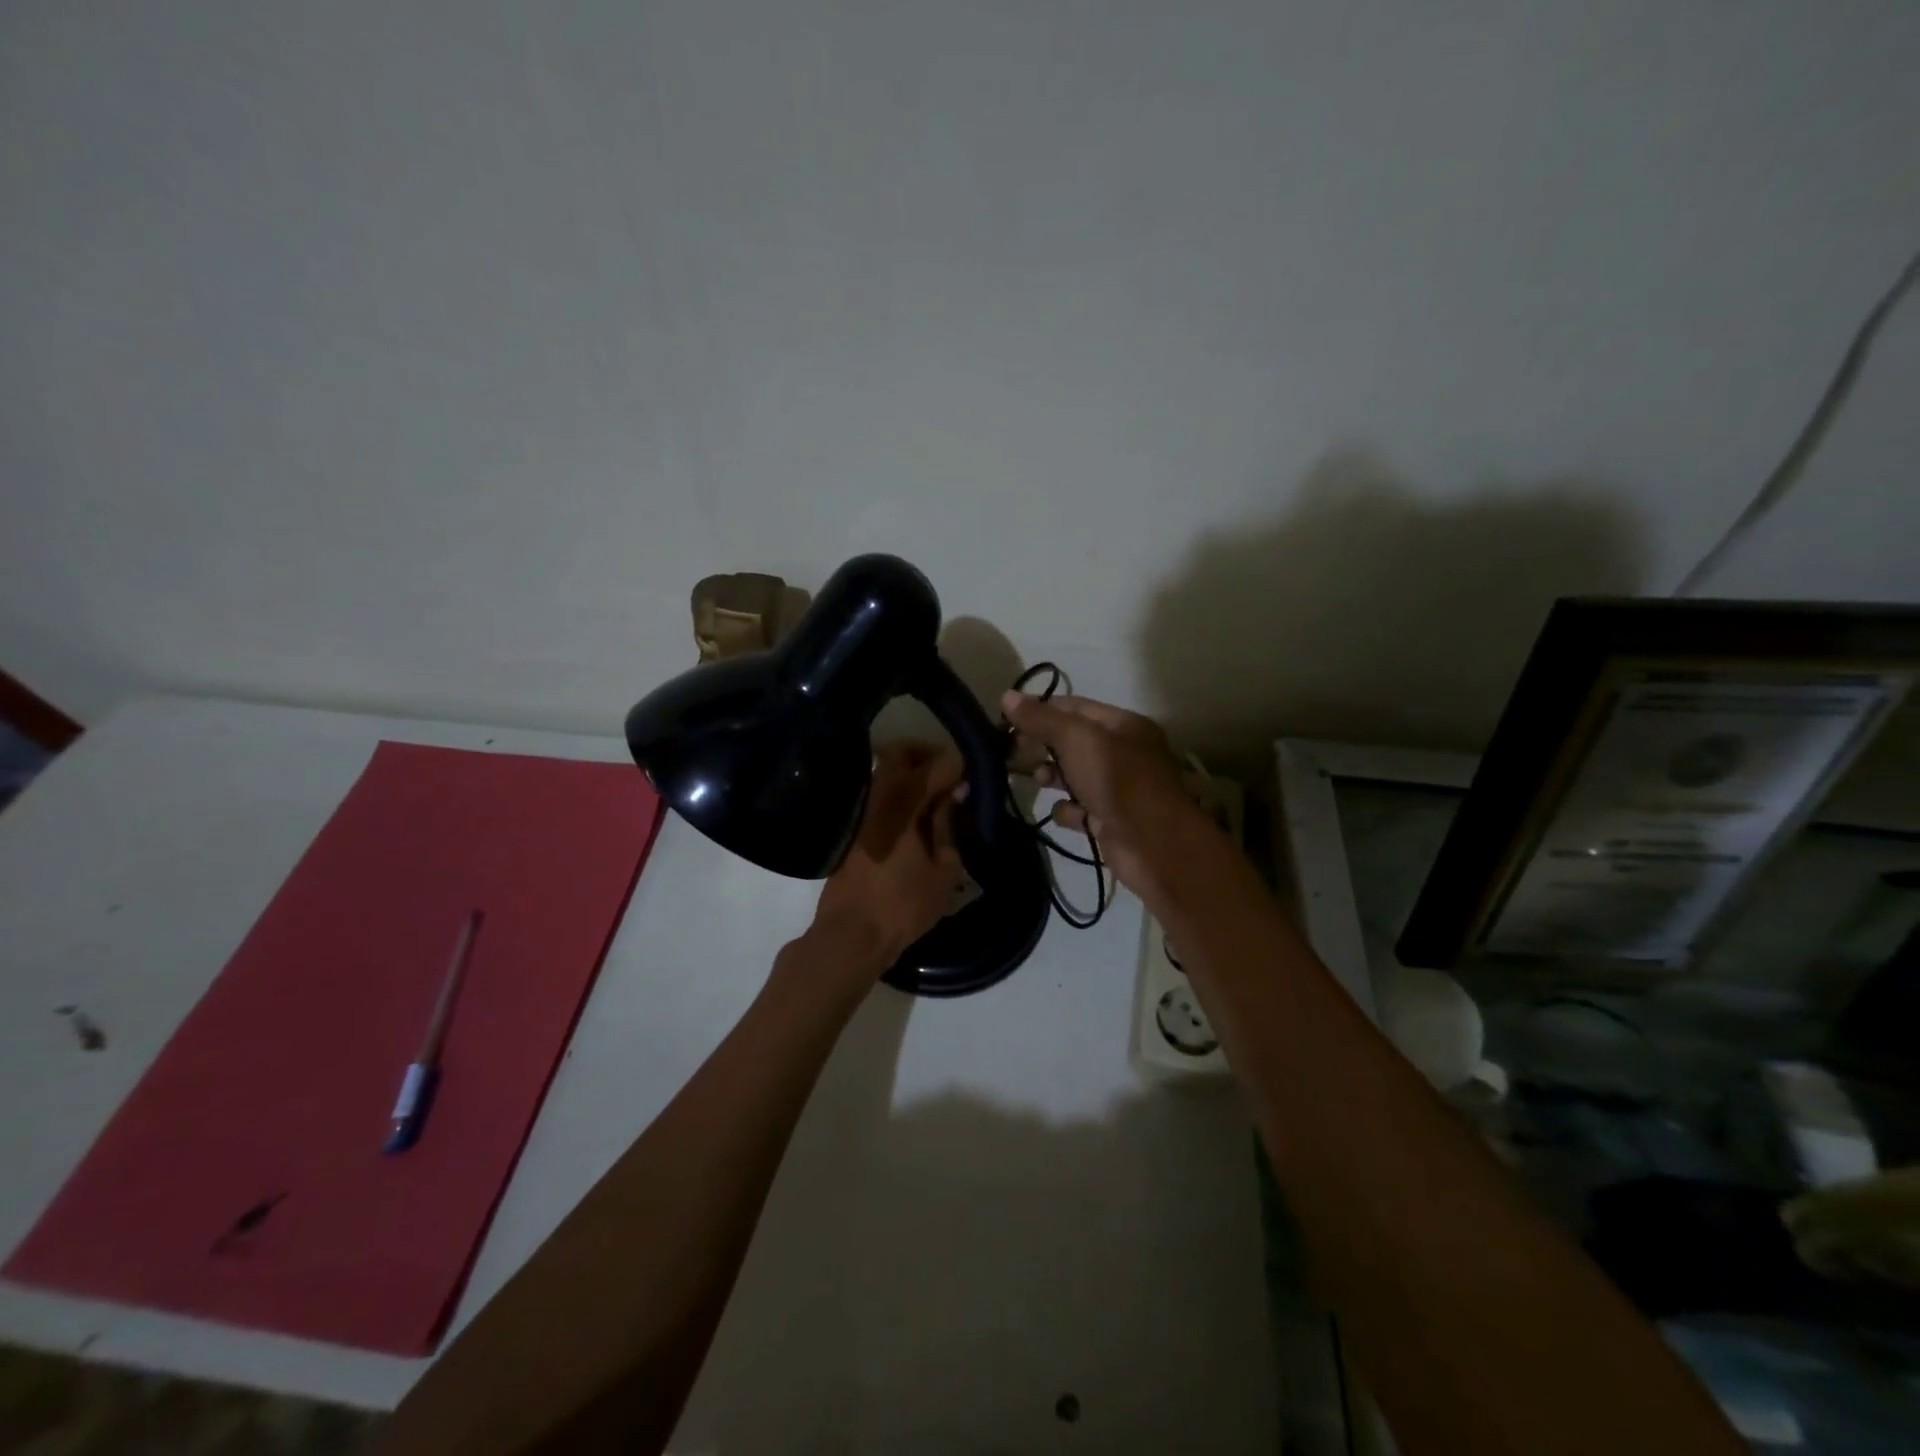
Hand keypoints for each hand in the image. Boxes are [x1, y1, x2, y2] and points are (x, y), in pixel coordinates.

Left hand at [800, 741, 968, 984]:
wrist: (851, 934)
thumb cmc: (904, 906)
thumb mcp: (944, 870)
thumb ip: (949, 826)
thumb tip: (955, 794)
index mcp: (906, 801)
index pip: (938, 763)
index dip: (959, 763)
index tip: (972, 772)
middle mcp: (879, 794)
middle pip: (902, 752)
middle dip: (928, 754)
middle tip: (950, 775)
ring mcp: (861, 808)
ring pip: (885, 769)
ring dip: (910, 771)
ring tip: (934, 796)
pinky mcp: (852, 824)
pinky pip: (877, 791)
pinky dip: (897, 791)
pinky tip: (914, 815)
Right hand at [1000, 690, 1203, 897]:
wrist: (1152, 844)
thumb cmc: (1117, 780)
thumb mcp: (1077, 739)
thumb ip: (1041, 718)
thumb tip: (1007, 696)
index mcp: (1122, 725)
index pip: (1073, 707)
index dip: (1039, 710)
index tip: (1006, 721)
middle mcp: (1122, 753)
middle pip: (1071, 742)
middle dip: (1041, 745)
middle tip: (1010, 752)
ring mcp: (1116, 789)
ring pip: (1073, 776)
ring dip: (1051, 777)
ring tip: (1039, 781)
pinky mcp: (1109, 821)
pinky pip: (1079, 810)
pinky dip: (1068, 812)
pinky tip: (1066, 815)